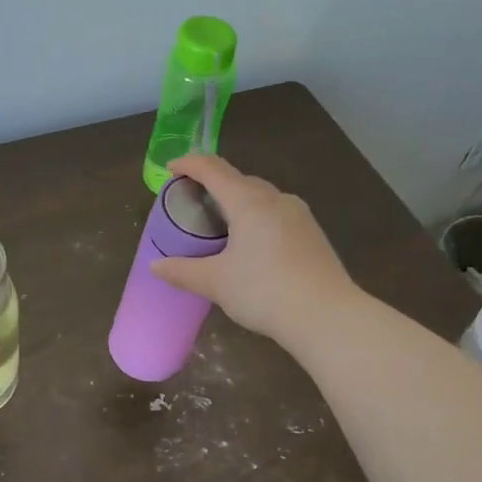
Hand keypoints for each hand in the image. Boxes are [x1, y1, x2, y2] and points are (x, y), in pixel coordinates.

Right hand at [149, 155, 357, 342]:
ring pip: (262, 198)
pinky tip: (252, 244)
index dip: (190, 164)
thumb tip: (155, 267)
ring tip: (220, 223)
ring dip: (238, 202)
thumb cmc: (265, 291)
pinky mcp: (313, 234)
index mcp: (249, 202)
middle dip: (214, 184)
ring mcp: (299, 215)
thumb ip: (183, 271)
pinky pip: (277, 215)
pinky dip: (257, 218)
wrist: (327, 316)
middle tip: (193, 200)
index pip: (214, 170)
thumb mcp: (216, 282)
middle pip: (239, 180)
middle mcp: (276, 199)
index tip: (171, 168)